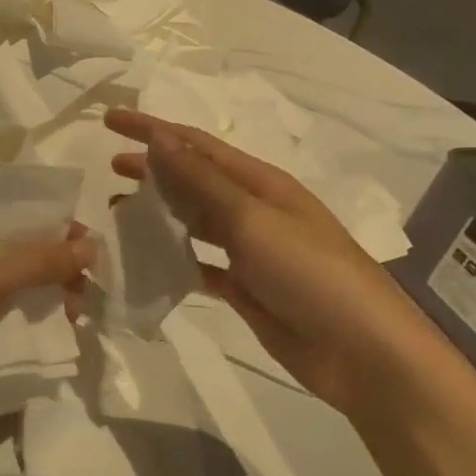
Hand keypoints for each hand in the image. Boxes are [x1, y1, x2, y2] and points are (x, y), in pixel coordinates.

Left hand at [0, 216, 93, 451]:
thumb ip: (39, 261)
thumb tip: (92, 245)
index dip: (31, 209)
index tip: (72, 220)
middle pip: (7, 244)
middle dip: (47, 253)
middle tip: (87, 263)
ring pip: (13, 280)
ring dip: (47, 285)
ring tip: (82, 298)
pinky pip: (10, 310)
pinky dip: (36, 311)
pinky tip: (67, 319)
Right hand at [105, 108, 454, 419]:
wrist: (365, 355)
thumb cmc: (311, 274)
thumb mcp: (253, 219)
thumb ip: (201, 181)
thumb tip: (159, 136)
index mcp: (260, 183)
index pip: (195, 144)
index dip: (152, 129)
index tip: (110, 120)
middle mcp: (253, 209)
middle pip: (192, 179)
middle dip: (152, 168)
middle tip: (109, 167)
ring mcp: (250, 250)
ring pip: (192, 220)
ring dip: (157, 212)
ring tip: (116, 211)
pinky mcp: (245, 288)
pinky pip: (198, 264)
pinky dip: (171, 258)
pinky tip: (145, 260)